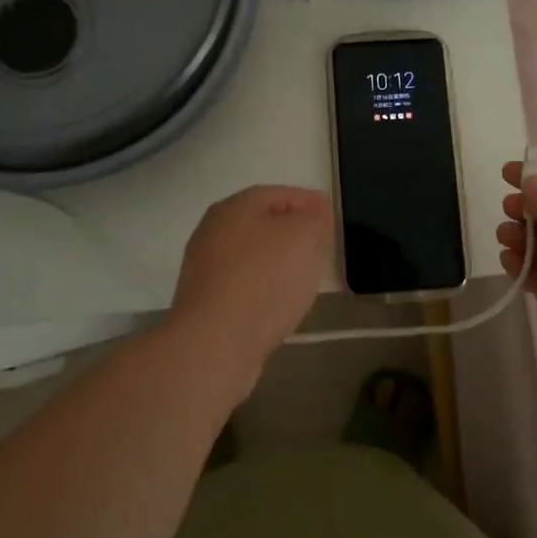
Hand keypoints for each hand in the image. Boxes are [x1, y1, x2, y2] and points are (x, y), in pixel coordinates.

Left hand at [170, 185, 332, 366]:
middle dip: (293, 233)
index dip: (309, 203)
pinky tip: (279, 305)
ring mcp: (205, 268)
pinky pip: (243, 287)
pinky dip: (263, 290)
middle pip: (263, 224)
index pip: (280, 194)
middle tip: (321, 248)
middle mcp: (213, 231)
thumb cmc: (264, 280)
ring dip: (278, 263)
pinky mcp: (205, 303)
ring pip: (252, 257)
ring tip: (305, 279)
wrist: (214, 344)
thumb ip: (315, 218)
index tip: (331, 219)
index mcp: (235, 207)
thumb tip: (315, 212)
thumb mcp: (305, 237)